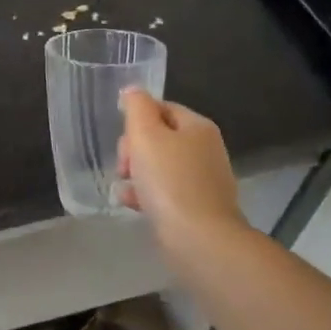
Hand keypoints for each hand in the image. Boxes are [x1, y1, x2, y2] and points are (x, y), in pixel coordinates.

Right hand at [118, 89, 245, 243]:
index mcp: (197, 126)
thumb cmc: (169, 180)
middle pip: (159, 137)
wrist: (199, 238)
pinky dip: (147, 195)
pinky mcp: (198, 207)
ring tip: (124, 187)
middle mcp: (206, 149)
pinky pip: (166, 192)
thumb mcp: (146, 134)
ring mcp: (204, 180)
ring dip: (137, 174)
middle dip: (134, 149)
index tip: (124, 140)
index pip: (161, 108)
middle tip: (124, 166)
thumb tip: (133, 90)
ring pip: (160, 166)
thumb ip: (137, 107)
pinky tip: (132, 204)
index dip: (137, 120)